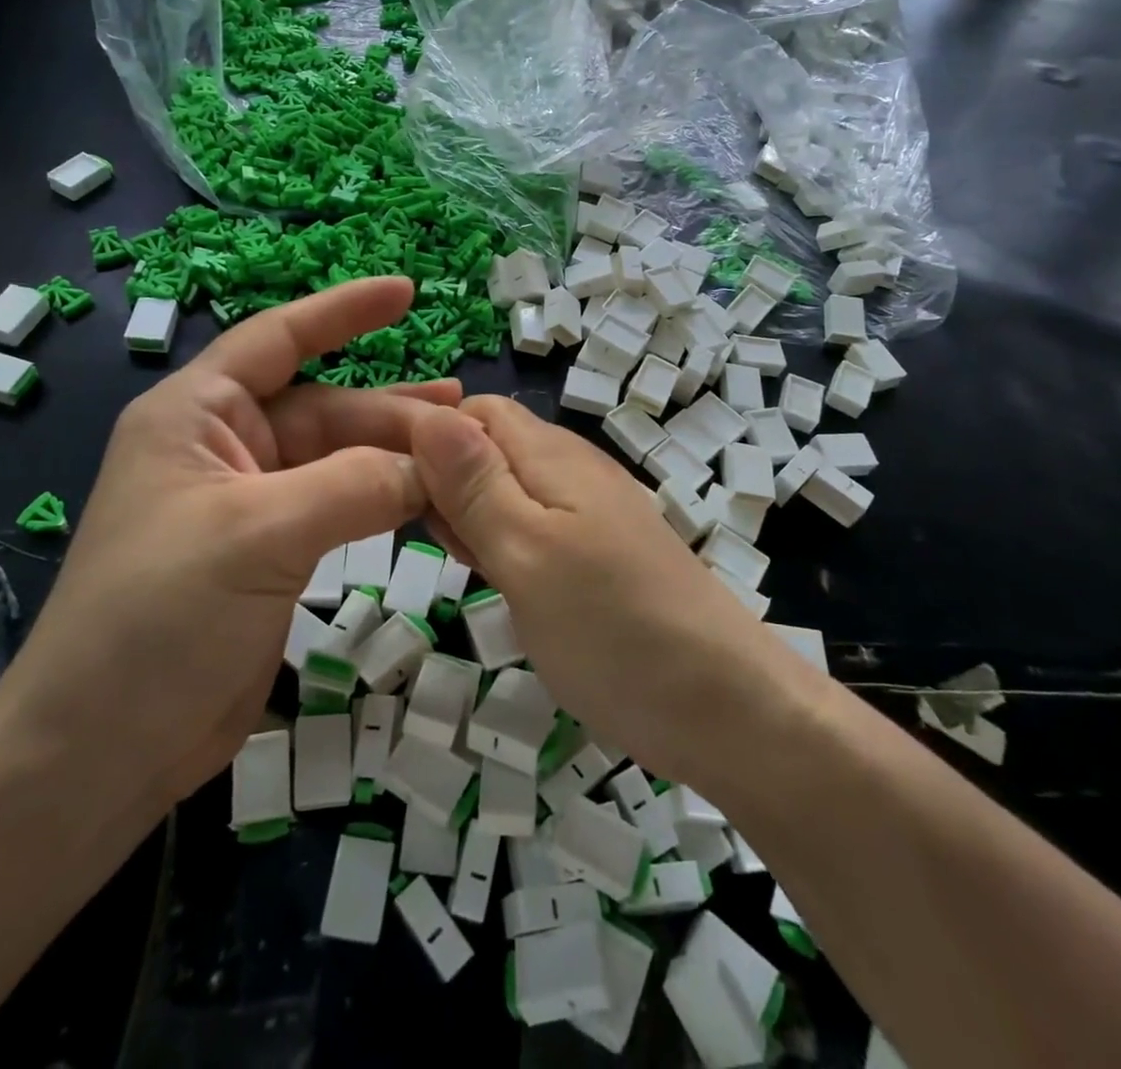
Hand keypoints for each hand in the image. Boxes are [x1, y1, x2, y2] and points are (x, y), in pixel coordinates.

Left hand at [0, 278, 456, 819]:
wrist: (100, 749)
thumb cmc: (157, 617)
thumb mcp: (258, 535)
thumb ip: (353, 486)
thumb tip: (434, 463)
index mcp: (197, 415)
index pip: (278, 339)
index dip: (342, 311)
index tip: (405, 293)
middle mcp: (224, 447)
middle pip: (324, 408)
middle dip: (391, 410)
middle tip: (464, 411)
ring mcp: (249, 503)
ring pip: (337, 460)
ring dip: (394, 456)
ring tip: (459, 450)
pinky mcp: (270, 552)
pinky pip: (339, 507)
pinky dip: (383, 502)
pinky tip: (426, 501)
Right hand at [412, 397, 798, 790]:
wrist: (725, 708)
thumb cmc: (613, 629)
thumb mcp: (526, 552)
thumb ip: (475, 483)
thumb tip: (426, 413)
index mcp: (553, 456)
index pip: (474, 411)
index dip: (429, 438)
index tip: (394, 490)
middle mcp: (574, 471)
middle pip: (490, 448)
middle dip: (447, 481)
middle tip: (432, 541)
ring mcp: (592, 513)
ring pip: (509, 490)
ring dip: (473, 516)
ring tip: (464, 565)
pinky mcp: (601, 553)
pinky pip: (536, 527)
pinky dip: (504, 544)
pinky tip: (499, 582)